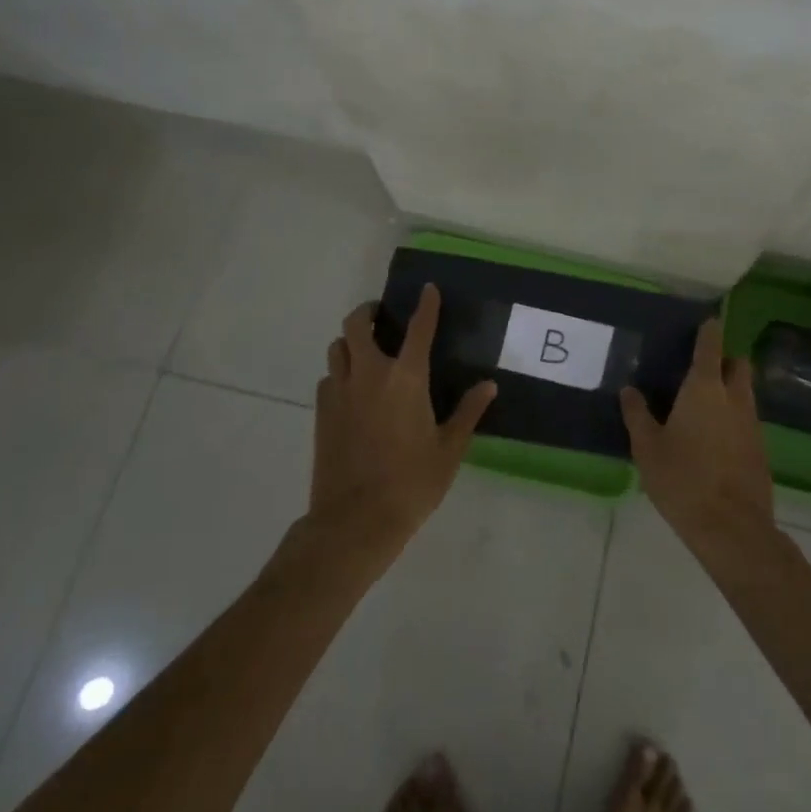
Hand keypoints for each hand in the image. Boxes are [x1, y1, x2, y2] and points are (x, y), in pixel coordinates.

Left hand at [310, 285, 495, 549]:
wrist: (354, 522)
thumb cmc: (411, 483)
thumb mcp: (449, 449)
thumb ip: (468, 412)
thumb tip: (488, 385)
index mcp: (406, 378)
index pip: (419, 328)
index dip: (425, 305)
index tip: (427, 289)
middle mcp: (369, 375)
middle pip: (357, 325)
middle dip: (369, 312)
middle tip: (382, 317)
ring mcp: (340, 392)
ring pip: (337, 348)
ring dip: (351, 341)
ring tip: (366, 351)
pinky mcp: (321, 414)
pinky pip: (327, 378)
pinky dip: (339, 372)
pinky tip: (352, 389)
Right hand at [621, 317, 773, 552]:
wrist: (732, 529)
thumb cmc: (683, 480)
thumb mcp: (648, 448)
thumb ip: (637, 415)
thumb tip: (629, 390)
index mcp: (704, 388)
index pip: (710, 345)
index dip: (709, 330)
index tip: (706, 320)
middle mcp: (734, 397)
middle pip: (738, 364)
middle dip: (724, 359)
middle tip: (700, 369)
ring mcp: (752, 423)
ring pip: (745, 392)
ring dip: (730, 389)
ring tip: (703, 405)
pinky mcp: (761, 448)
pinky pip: (748, 419)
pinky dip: (734, 418)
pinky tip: (715, 437)